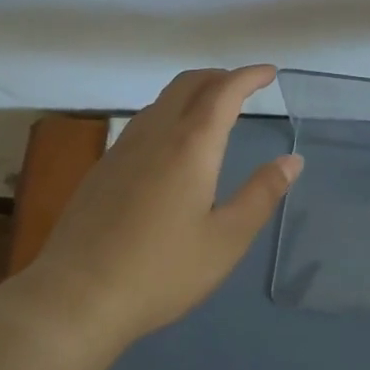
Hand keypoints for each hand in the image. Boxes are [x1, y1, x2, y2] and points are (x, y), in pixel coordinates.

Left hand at [18, 65, 301, 351]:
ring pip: (162, 100)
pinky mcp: (103, 168)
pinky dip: (169, 113)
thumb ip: (261, 195)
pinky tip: (172, 145)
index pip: (224, 92)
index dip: (249, 76)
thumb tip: (292, 160)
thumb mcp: (225, 240)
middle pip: (188, 84)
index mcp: (191, 145)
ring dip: (192, 92)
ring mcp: (123, 149)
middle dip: (219, 76)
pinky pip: (143, 122)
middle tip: (244, 86)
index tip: (269, 72)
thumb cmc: (161, 271)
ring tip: (212, 110)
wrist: (77, 296)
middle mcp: (155, 134)